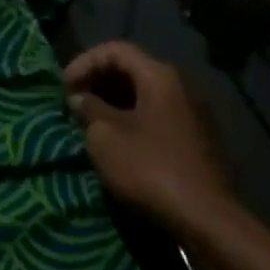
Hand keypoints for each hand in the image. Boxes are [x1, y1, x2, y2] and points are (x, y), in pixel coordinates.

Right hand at [65, 42, 241, 241]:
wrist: (206, 220)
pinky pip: (156, 115)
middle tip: (73, 101)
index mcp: (159, 76)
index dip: (84, 62)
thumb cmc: (150, 168)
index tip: (63, 86)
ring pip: (144, 94)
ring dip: (113, 101)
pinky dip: (131, 118)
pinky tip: (116, 140)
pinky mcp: (196, 140)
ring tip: (88, 121)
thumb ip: (88, 109)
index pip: (115, 49)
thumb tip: (79, 98)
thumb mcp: (105, 136)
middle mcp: (180, 86)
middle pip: (132, 68)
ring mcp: (192, 113)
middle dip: (97, 80)